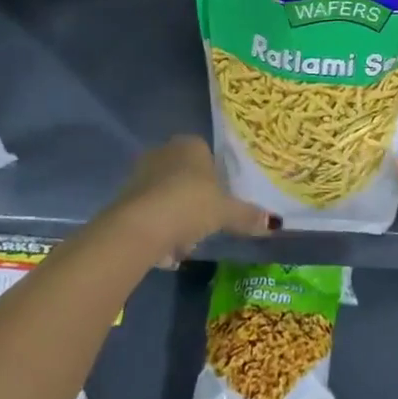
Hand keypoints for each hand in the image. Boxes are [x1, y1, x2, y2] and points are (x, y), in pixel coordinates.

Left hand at [110, 135, 278, 266]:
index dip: (215, 182)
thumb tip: (273, 223)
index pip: (208, 157)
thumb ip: (247, 216)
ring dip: (176, 222)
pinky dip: (158, 232)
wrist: (138, 227)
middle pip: (186, 179)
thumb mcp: (225, 212)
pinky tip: (164, 253)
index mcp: (191, 145)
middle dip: (195, 204)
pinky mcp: (124, 198)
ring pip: (168, 198)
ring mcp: (141, 173)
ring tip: (183, 247)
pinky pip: (150, 214)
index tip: (219, 205)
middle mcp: (164, 152)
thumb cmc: (189, 205)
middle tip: (203, 228)